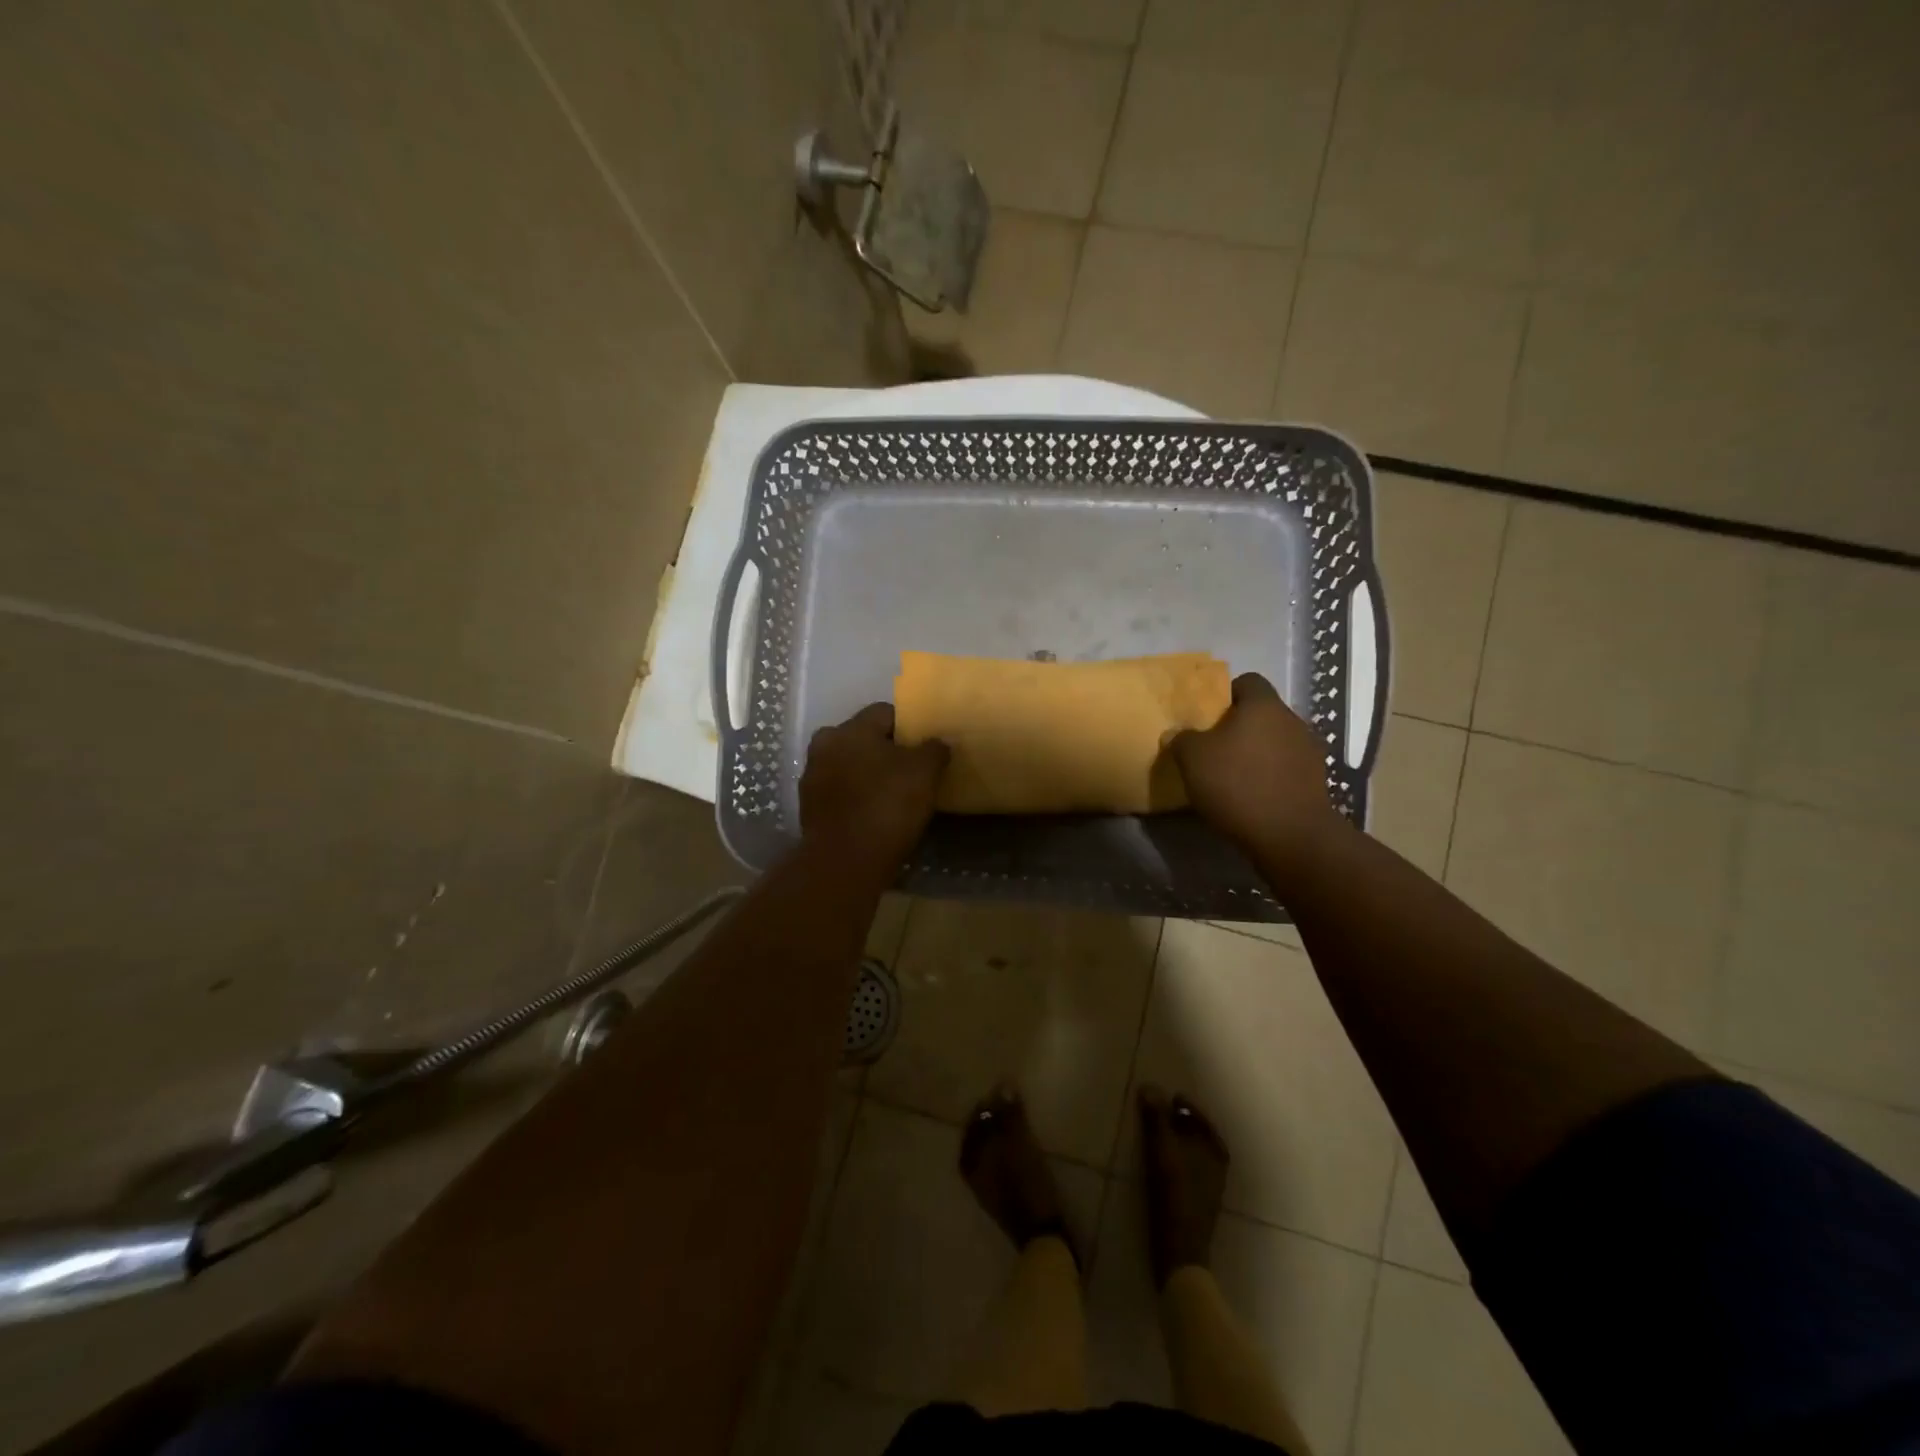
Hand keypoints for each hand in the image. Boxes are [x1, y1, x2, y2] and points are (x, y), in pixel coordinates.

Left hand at [800, 704, 949, 866]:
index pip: (884, 713)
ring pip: (848, 765)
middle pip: (862, 739)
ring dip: (867, 773)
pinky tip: (874, 812)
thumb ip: (934, 749)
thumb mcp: (925, 772)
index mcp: (850, 729)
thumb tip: (938, 742)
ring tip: (893, 793)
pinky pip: (840, 792)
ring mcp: (812, 778)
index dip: (908, 726)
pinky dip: (856, 797)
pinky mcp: (810, 809)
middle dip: (885, 750)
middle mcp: (824, 745)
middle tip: (910, 769)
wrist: (846, 861)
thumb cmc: (888, 805)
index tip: (925, 746)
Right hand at [1169, 673, 1343, 866]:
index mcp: (1263, 705)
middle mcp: (1292, 720)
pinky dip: (1269, 776)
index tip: (1206, 716)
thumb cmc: (1237, 784)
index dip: (1224, 694)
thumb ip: (1181, 739)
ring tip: (1231, 776)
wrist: (1290, 835)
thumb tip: (1177, 734)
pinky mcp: (1315, 782)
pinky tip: (1251, 797)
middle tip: (1212, 747)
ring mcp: (1309, 752)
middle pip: (1261, 714)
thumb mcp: (1192, 758)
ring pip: (1274, 742)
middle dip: (1238, 727)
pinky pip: (1285, 769)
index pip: (1247, 682)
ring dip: (1255, 753)